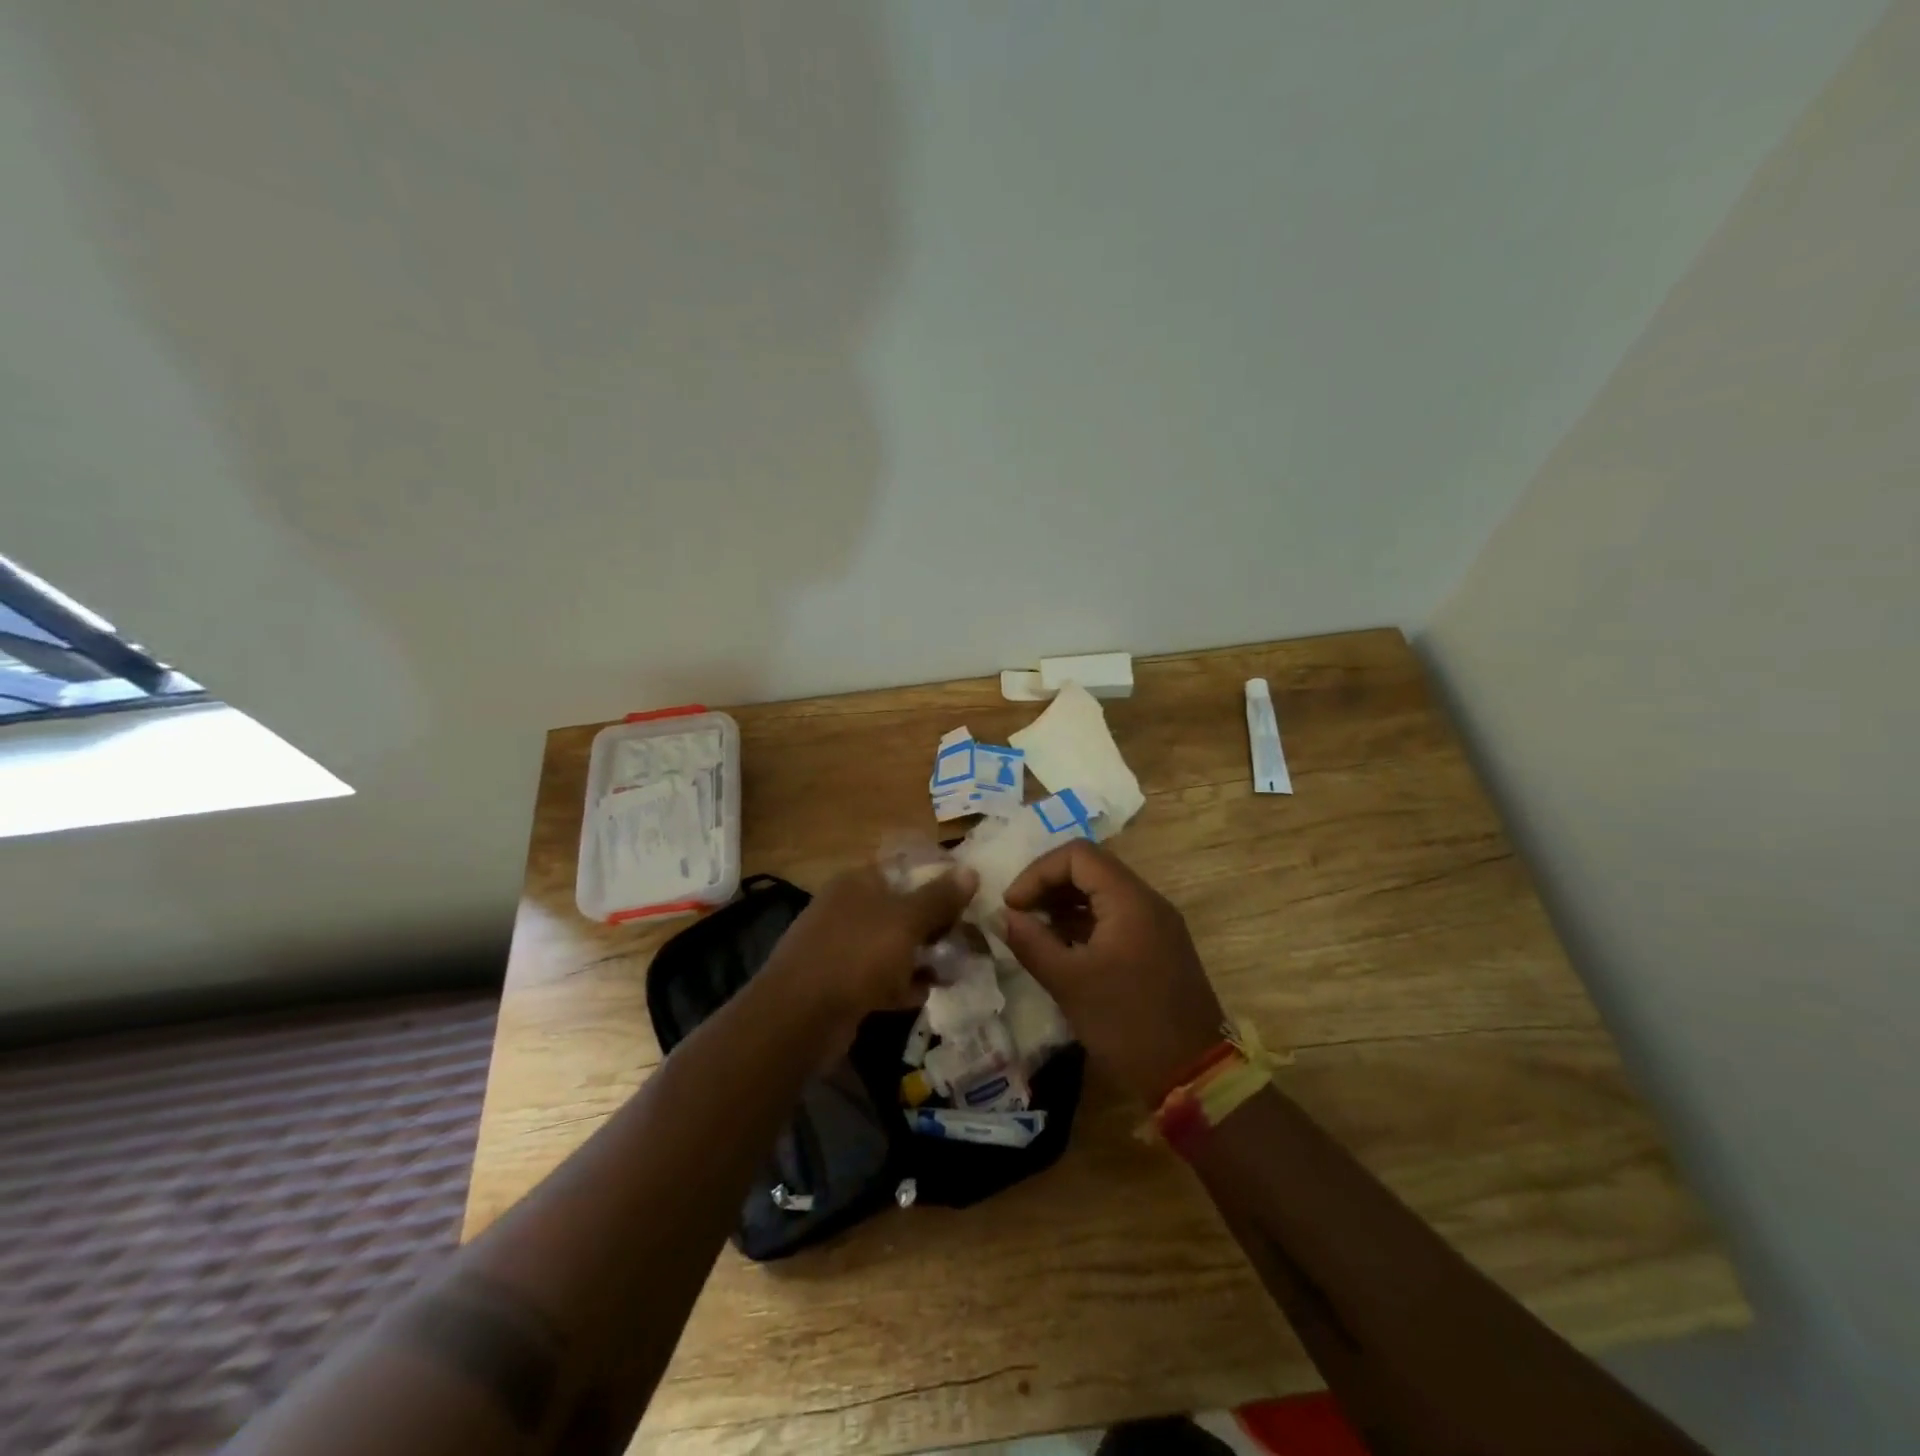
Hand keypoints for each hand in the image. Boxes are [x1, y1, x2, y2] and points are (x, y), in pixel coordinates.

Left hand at [764, 861, 977, 1042]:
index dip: (939, 882)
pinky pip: (879, 978)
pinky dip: (901, 984)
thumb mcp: (906, 921)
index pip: (906, 870)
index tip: (969, 900)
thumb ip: (939, 898)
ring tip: (954, 971)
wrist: (799, 1017)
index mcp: (858, 882)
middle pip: (902, 909)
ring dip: (922, 958)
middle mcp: (847, 908)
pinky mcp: (840, 984)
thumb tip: (971, 871)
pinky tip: (923, 995)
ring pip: (893, 946)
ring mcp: (841, 947)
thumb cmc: (857, 955)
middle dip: (935, 926)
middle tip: (967, 941)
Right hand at [1002, 840, 1224, 1104]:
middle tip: (1019, 915)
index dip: (1038, 872)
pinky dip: (1084, 923)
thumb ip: (1031, 942)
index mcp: (1130, 900)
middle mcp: (1148, 901)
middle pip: (1091, 868)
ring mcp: (1157, 924)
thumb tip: (1003, 916)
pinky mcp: (1159, 947)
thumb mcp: (1069, 983)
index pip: (1077, 855)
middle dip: (1049, 885)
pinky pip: (1116, 917)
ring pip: (1103, 893)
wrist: (1194, 1076)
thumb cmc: (1127, 1024)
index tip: (1012, 905)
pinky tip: (1062, 949)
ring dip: (1065, 904)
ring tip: (1034, 932)